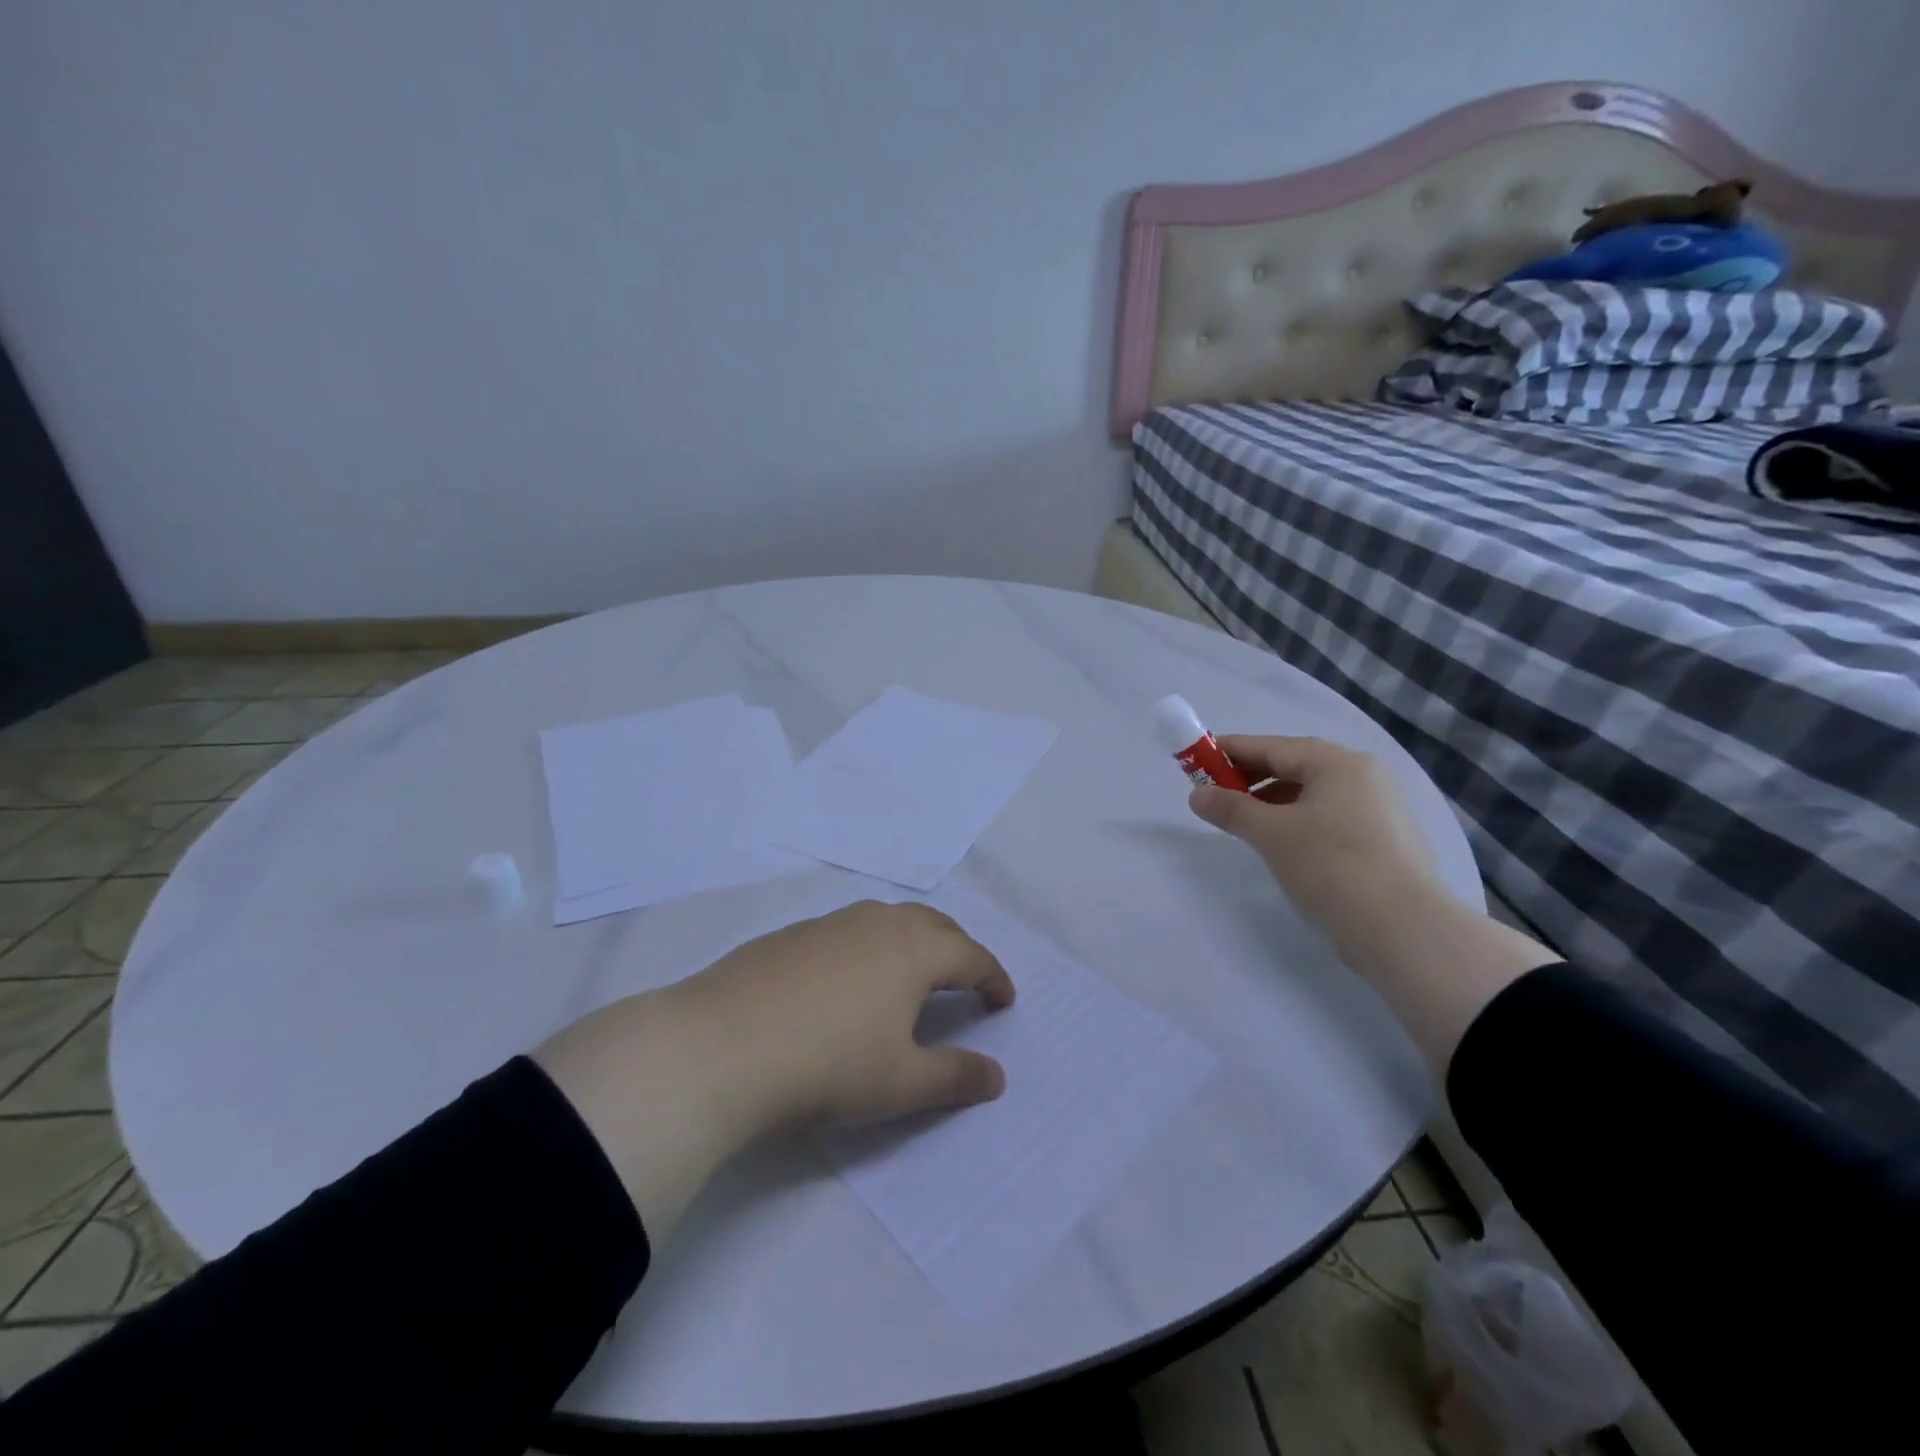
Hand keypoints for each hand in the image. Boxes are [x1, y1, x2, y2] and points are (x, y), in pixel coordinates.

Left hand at [673, 899, 1014, 1132]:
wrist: (722, 1047)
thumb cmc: (828, 1065)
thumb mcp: (902, 1082)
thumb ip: (956, 1077)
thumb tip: (997, 1076)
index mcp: (913, 950)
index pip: (970, 955)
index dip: (993, 977)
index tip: (1004, 1000)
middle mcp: (877, 923)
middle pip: (934, 925)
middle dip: (958, 950)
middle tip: (966, 981)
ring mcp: (830, 924)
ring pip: (888, 920)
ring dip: (913, 941)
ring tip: (912, 974)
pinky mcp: (791, 935)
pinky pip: (849, 930)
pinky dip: (871, 946)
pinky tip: (849, 980)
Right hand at [1187, 734, 1556, 1071]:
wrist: (1404, 930)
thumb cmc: (1331, 866)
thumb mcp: (1271, 834)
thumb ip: (1231, 809)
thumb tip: (1197, 796)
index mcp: (1337, 763)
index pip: (1272, 747)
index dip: (1231, 752)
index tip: (1197, 760)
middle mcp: (1363, 777)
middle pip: (1294, 766)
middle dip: (1251, 778)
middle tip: (1215, 794)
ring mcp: (1379, 810)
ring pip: (1312, 794)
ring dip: (1272, 802)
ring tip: (1244, 823)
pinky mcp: (1384, 842)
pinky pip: (1329, 817)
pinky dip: (1298, 821)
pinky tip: (1281, 844)